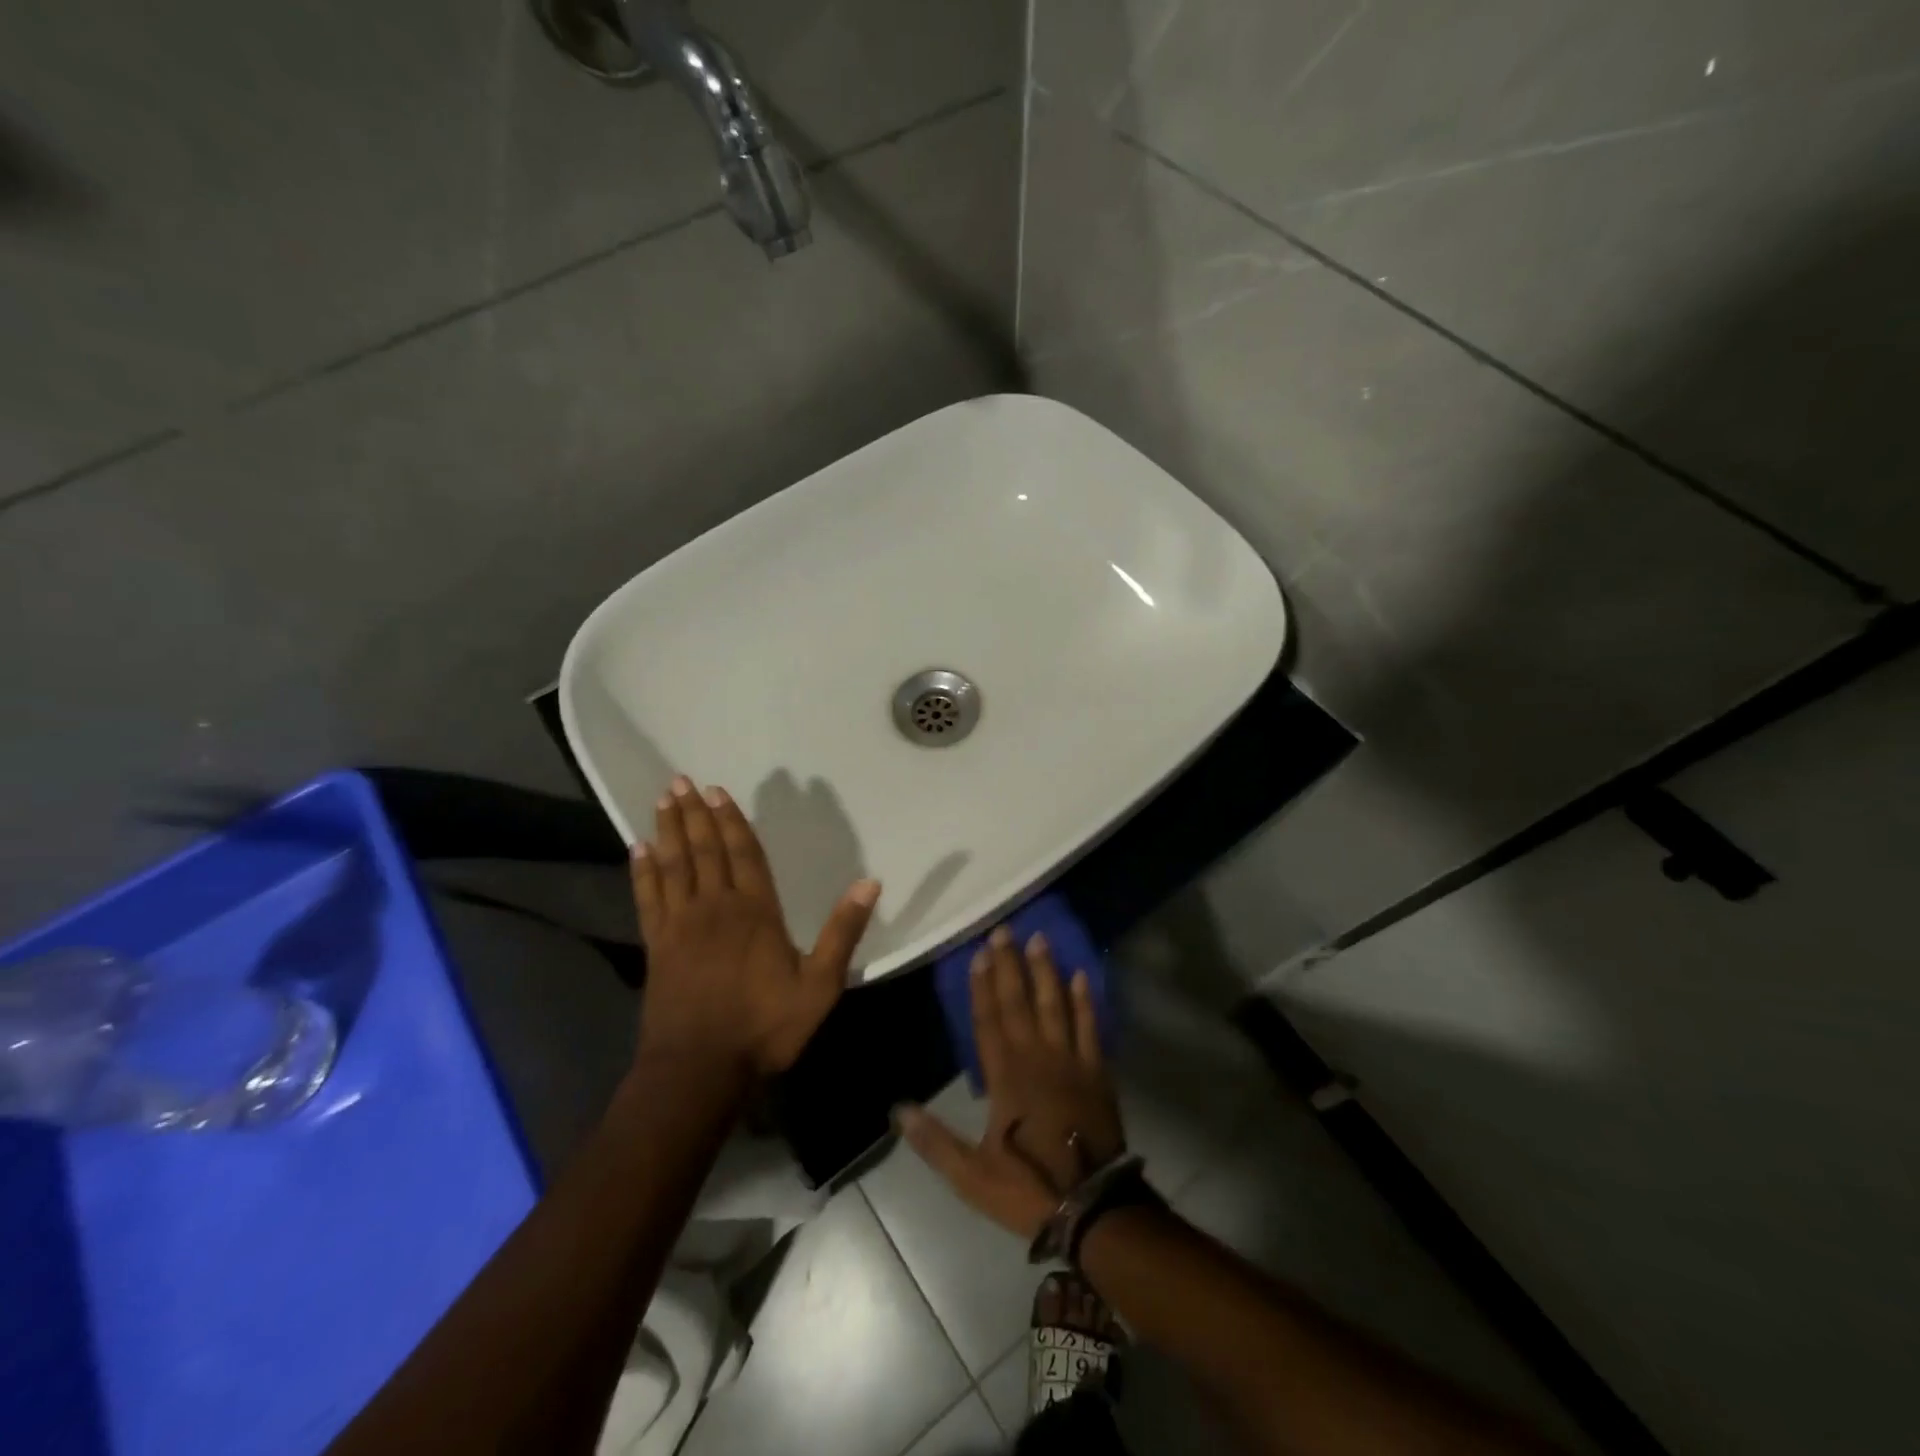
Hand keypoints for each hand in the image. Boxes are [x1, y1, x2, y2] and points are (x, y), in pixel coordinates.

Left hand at [630, 776, 879, 1083]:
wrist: (698, 1069)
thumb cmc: (764, 1027)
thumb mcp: (820, 986)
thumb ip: (842, 932)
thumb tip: (870, 883)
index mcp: (756, 912)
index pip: (744, 854)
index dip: (731, 821)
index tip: (717, 791)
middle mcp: (715, 907)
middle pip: (704, 850)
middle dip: (695, 814)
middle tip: (681, 781)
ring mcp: (681, 925)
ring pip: (674, 865)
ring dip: (668, 831)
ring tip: (663, 799)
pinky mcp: (657, 946)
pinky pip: (648, 898)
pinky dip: (642, 871)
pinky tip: (637, 850)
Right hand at [896, 926, 1123, 1239]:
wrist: (1092, 1207)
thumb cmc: (1028, 1188)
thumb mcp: (971, 1175)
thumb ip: (934, 1141)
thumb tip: (898, 1110)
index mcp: (1005, 1077)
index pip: (988, 1021)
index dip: (981, 987)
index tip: (978, 954)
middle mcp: (1036, 1057)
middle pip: (1019, 1002)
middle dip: (1010, 965)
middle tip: (1004, 930)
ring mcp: (1070, 1061)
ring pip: (1055, 1005)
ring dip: (1045, 971)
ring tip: (1039, 938)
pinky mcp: (1096, 1072)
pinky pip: (1089, 1027)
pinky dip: (1084, 1001)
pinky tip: (1080, 976)